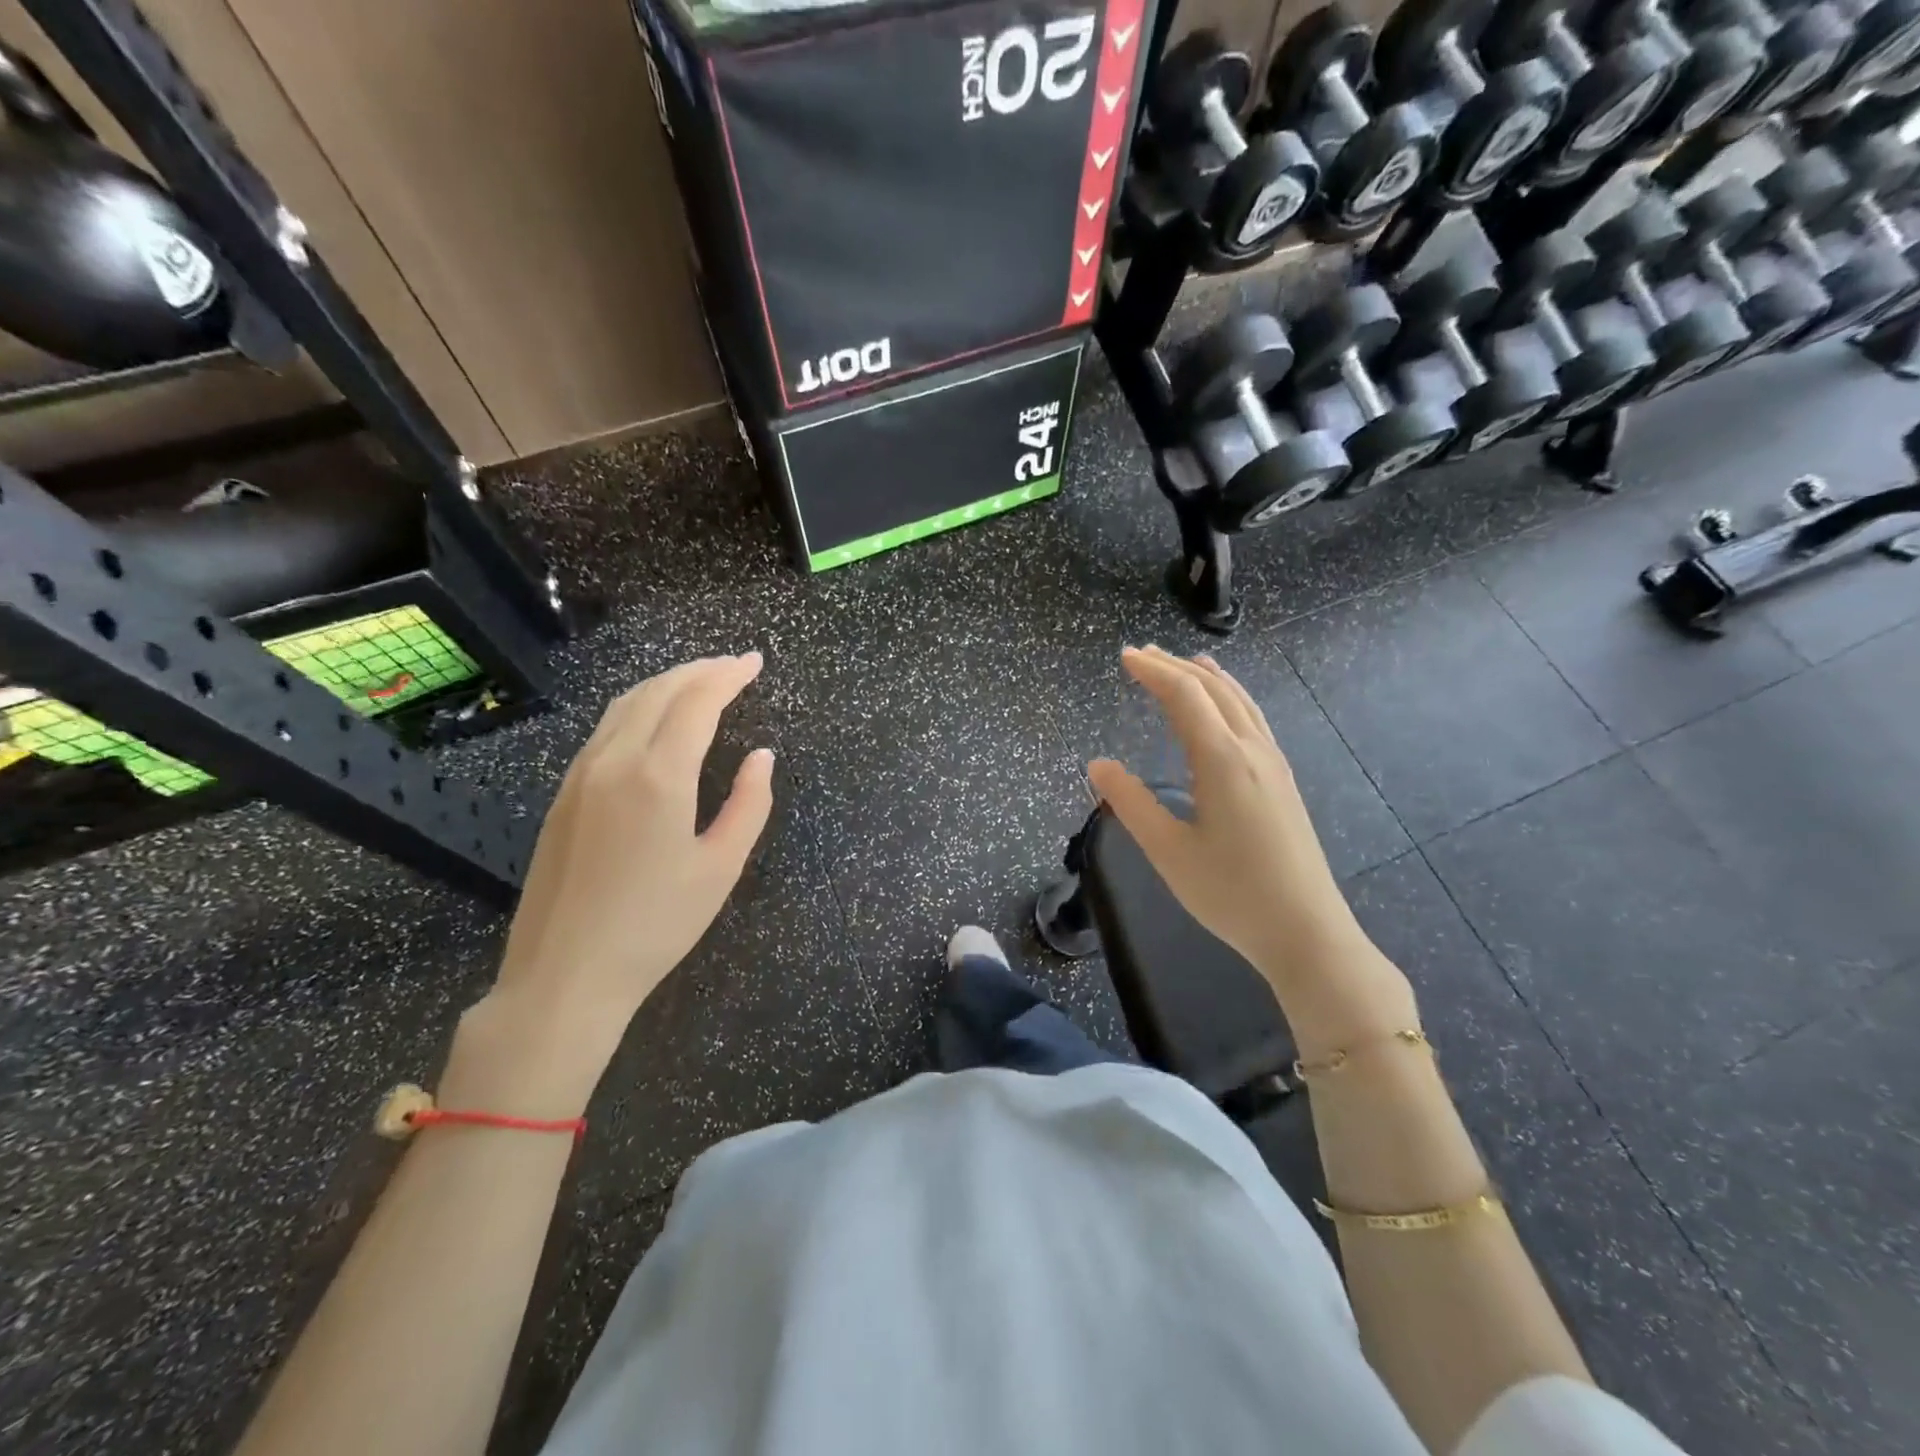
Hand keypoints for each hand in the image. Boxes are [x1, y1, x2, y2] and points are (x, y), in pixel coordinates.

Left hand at [444, 655, 774, 1115]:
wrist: (565, 974)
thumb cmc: (656, 925)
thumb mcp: (721, 867)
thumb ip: (749, 804)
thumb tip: (761, 757)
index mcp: (659, 775)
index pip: (697, 702)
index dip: (728, 676)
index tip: (754, 662)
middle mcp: (614, 760)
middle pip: (658, 691)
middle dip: (699, 670)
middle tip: (733, 665)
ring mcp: (580, 775)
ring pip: (625, 705)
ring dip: (666, 684)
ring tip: (699, 682)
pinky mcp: (563, 794)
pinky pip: (605, 729)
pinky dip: (638, 708)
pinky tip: (654, 721)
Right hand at [1087, 647, 1410, 1033]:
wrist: (1306, 931)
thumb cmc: (1231, 893)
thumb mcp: (1168, 851)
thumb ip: (1130, 803)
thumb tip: (1098, 765)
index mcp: (1222, 760)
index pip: (1185, 696)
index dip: (1153, 671)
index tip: (1125, 656)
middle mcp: (1252, 750)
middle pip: (1213, 690)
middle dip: (1176, 667)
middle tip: (1142, 654)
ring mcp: (1273, 763)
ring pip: (1240, 701)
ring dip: (1207, 678)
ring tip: (1184, 664)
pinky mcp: (1283, 781)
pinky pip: (1253, 718)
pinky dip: (1230, 697)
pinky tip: (1224, 708)